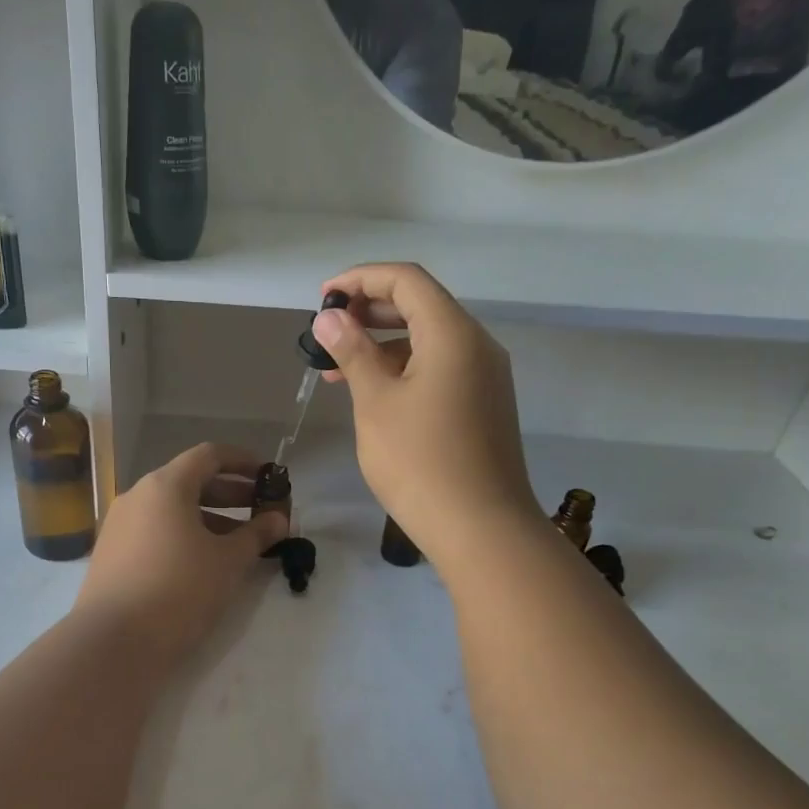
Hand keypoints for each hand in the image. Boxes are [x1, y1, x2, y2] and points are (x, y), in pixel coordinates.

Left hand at [72, 443, 287, 663]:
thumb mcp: (228, 562)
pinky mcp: (111, 554)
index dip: (243, 462)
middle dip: (230, 494)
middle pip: (190, 481)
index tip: (269, 476)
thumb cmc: (179, 590)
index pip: (209, 456)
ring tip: (239, 542)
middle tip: (262, 511)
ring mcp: (119, 525)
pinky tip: (203, 562)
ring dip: (209, 518)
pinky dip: (184, 535)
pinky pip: (155, 531)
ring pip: (172, 510)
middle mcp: (137, 496)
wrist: (114, 642)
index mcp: (165, 486)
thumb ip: (256, 535)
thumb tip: (279, 520)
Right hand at [314, 264, 541, 567]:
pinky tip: (375, 395)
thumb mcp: (376, 403)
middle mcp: (477, 345)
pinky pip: (441, 370)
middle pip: (421, 306)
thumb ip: (353, 353)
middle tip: (327, 332)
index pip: (406, 280)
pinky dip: (405, 370)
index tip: (322, 298)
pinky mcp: (484, 406)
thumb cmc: (420, 462)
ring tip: (338, 370)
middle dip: (370, 312)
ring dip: (384, 345)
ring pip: (430, 342)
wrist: (481, 528)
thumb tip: (330, 318)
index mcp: (453, 333)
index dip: (360, 279)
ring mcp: (485, 378)